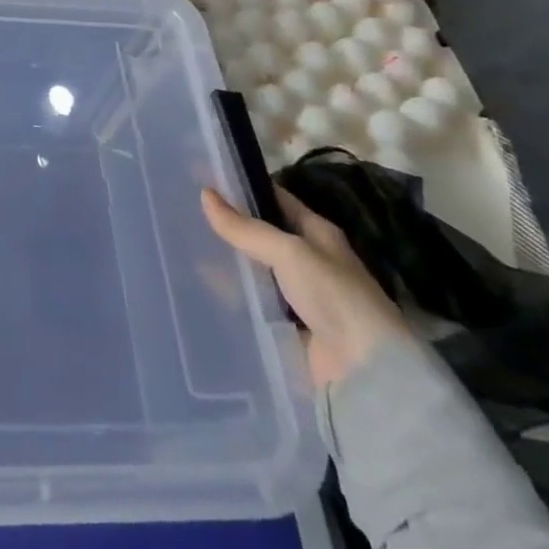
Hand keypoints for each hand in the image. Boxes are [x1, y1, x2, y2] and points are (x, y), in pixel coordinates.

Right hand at [202, 185, 408, 387]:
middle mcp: (310, 259)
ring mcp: (299, 294)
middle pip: (263, 235)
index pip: (277, 199)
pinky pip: (253, 301)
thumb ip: (246, 228)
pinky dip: (232, 294)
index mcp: (318, 233)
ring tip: (185, 246)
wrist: (364, 368)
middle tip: (186, 211)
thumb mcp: (289, 252)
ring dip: (229, 260)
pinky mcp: (288, 324)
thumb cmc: (333, 296)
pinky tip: (200, 285)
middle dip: (231, 226)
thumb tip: (205, 194)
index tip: (208, 179)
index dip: (246, 188)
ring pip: (255, 268)